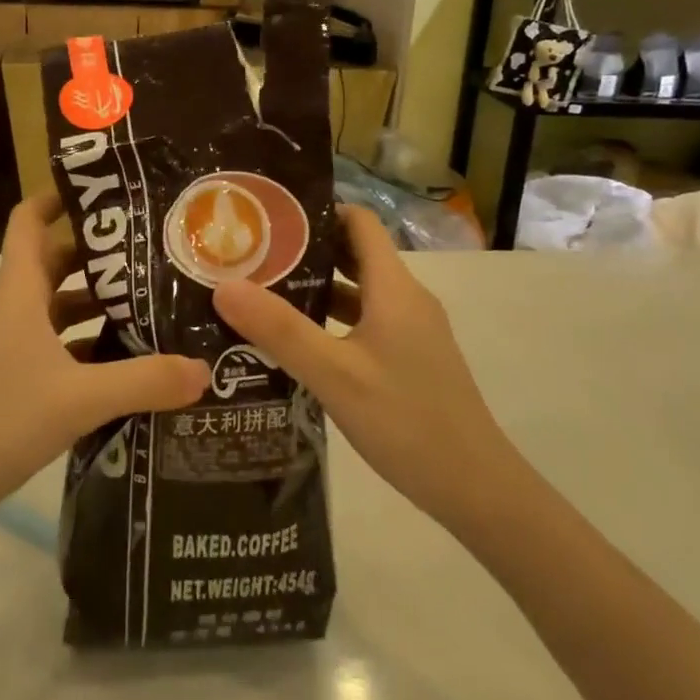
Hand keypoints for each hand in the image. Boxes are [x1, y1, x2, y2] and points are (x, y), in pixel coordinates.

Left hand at [0, 193, 209, 527]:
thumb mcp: (80, 399)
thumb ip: (144, 381)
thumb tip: (204, 369)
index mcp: (19, 292)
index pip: (29, 221)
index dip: (57, 196)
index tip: (105, 189)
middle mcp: (14, 310)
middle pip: (55, 261)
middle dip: (99, 252)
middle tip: (152, 247)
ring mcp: (11, 347)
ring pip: (59, 306)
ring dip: (98, 301)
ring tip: (152, 300)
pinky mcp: (15, 380)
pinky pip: (59, 346)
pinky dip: (90, 344)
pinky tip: (128, 360)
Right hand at [213, 206, 524, 535]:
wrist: (476, 488)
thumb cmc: (406, 421)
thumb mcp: (334, 375)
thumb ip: (279, 329)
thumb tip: (224, 285)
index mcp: (394, 288)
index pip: (360, 222)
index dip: (319, 211)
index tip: (270, 217)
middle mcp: (405, 299)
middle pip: (355, 253)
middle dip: (307, 249)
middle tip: (252, 254)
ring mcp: (410, 330)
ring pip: (358, 291)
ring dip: (316, 287)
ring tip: (262, 293)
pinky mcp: (410, 358)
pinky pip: (364, 322)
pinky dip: (331, 320)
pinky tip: (296, 342)